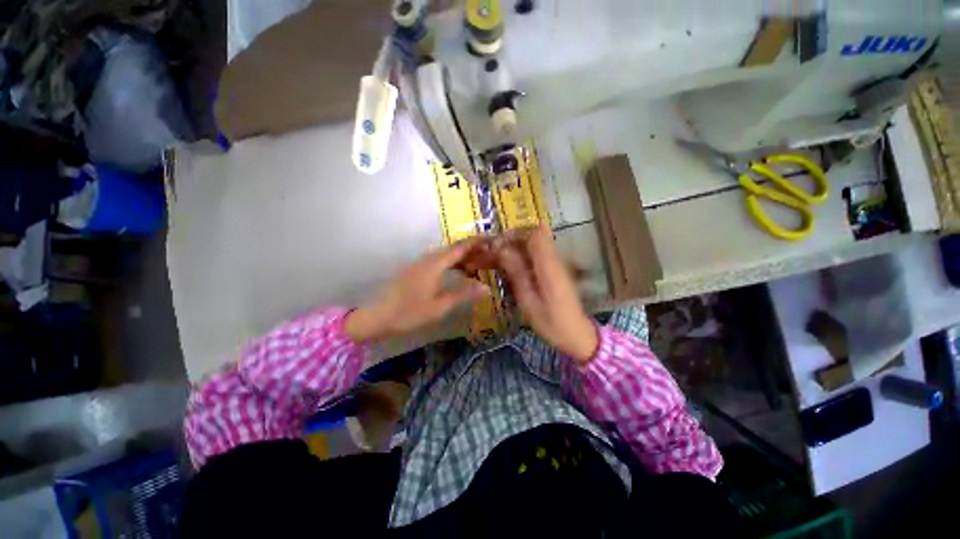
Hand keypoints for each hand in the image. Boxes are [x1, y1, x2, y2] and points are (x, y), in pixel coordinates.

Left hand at [345, 240, 490, 342]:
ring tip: (476, 264)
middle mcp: (427, 259)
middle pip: (452, 249)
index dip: (475, 242)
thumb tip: (486, 287)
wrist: (377, 317)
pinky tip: (456, 272)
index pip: (459, 248)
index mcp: (434, 265)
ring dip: (460, 256)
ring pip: (444, 254)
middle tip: (488, 254)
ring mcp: (419, 264)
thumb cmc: (409, 313)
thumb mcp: (440, 307)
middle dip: (471, 249)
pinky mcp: (414, 270)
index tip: (491, 239)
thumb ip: (463, 294)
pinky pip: (437, 260)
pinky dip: (451, 263)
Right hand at [497, 226, 598, 363]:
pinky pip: (534, 255)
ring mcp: (555, 264)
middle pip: (532, 236)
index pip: (535, 235)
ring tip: (492, 260)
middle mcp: (554, 260)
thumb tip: (502, 250)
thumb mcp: (530, 302)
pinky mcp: (553, 270)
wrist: (576, 333)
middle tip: (489, 254)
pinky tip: (505, 268)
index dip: (514, 235)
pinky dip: (518, 257)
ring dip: (511, 249)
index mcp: (550, 267)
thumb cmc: (552, 323)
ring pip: (531, 245)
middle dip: (509, 241)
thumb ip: (517, 274)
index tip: (496, 245)